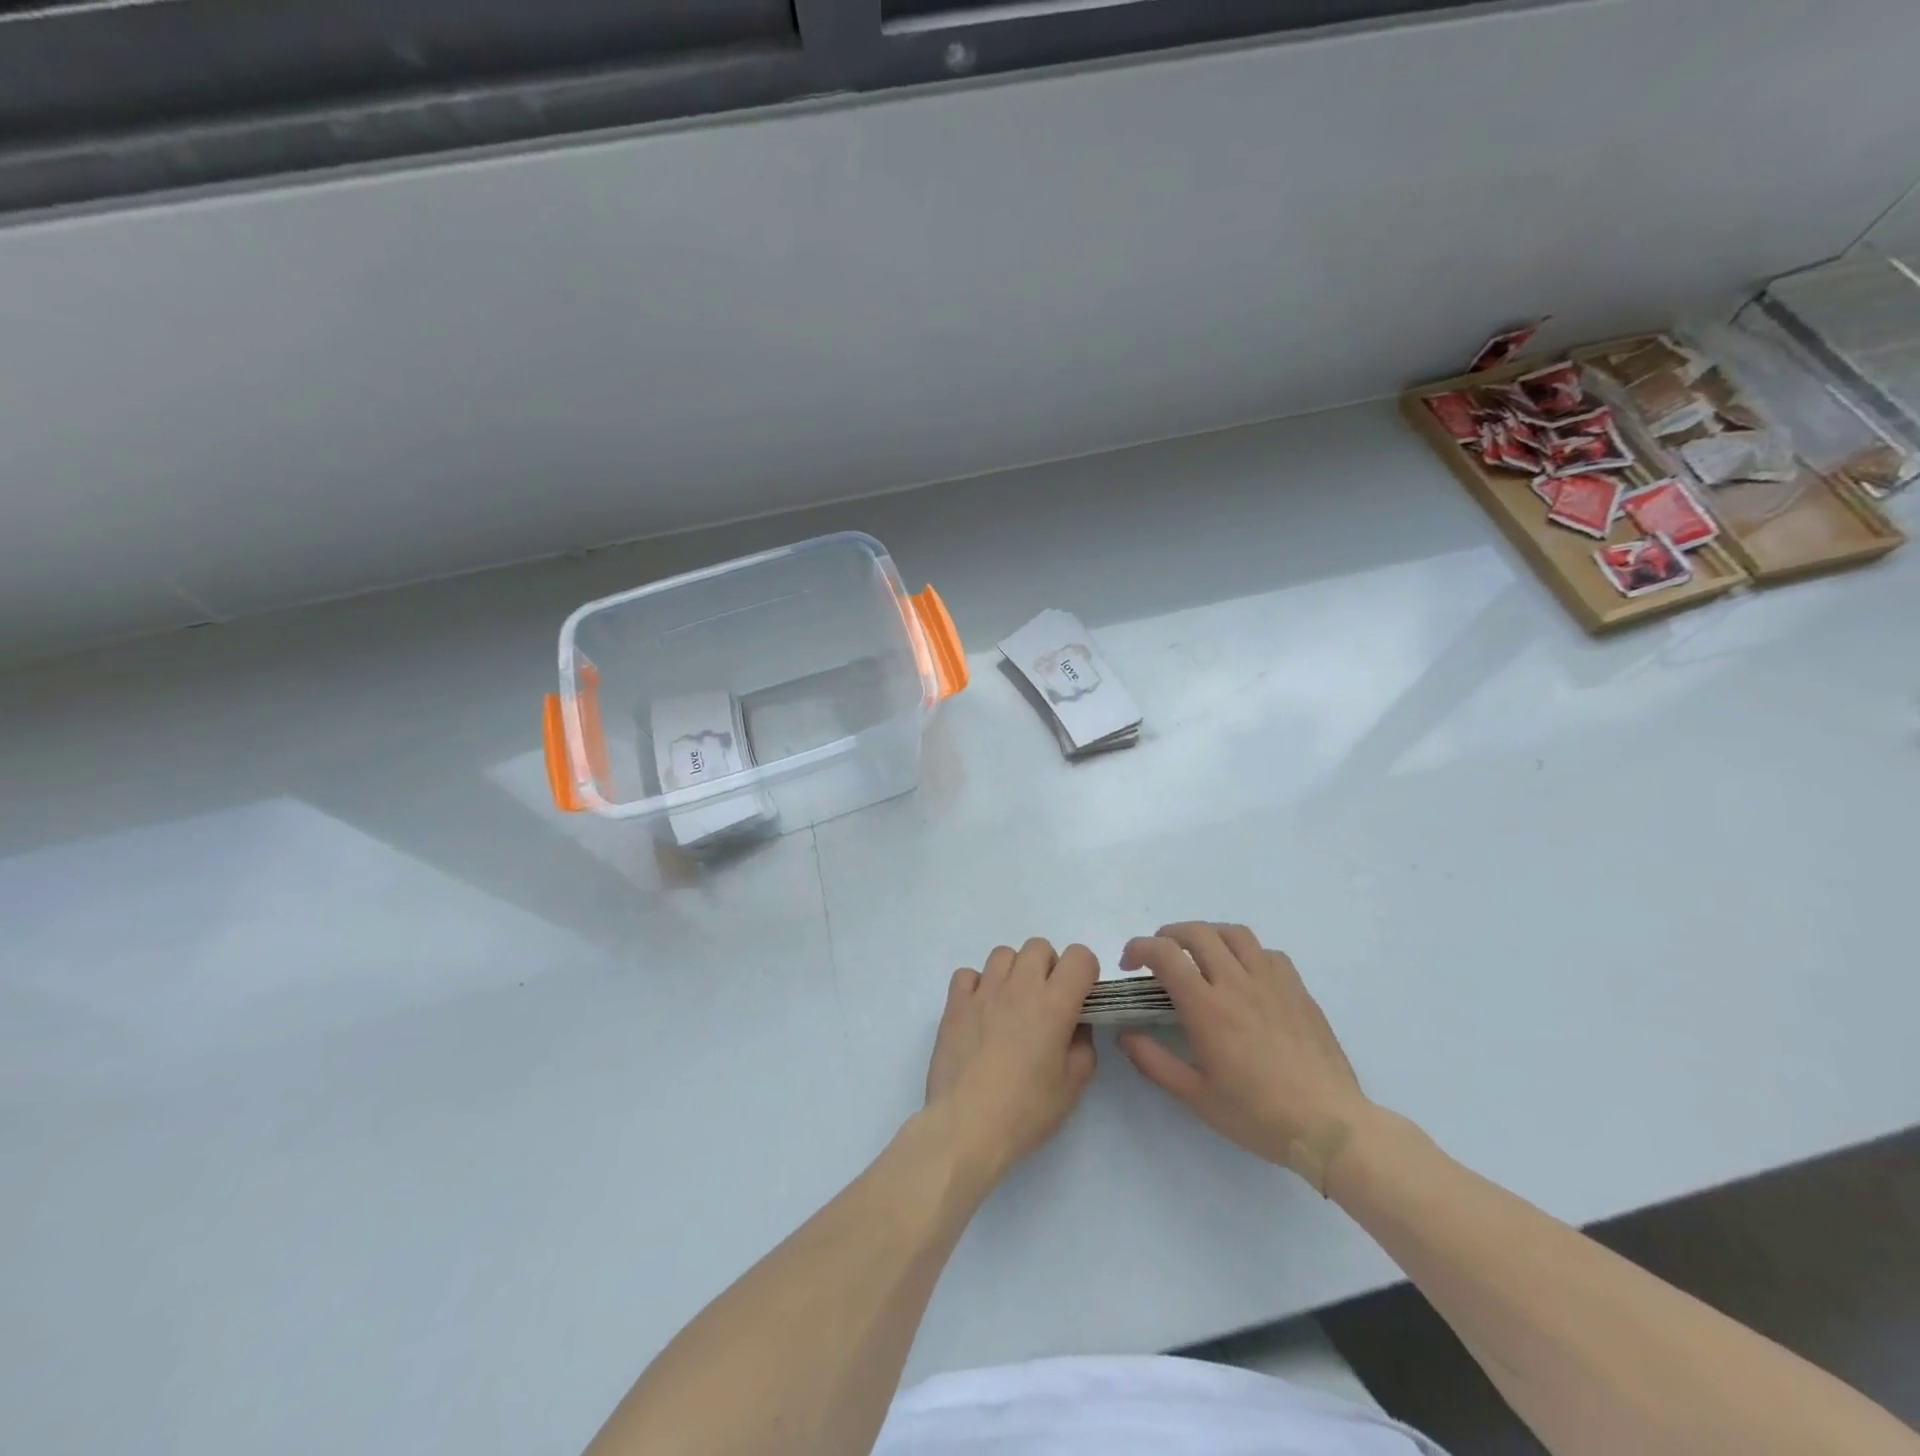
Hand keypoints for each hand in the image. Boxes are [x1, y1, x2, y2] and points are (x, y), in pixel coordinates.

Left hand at [924, 938, 1098, 1183]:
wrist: (966, 1126)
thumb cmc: (1025, 1111)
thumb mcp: (1072, 1086)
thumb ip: (1083, 1046)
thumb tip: (1075, 1026)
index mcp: (1054, 1004)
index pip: (1079, 956)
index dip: (1085, 972)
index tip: (1081, 997)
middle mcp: (1019, 986)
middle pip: (1039, 947)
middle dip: (1049, 967)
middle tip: (1046, 1003)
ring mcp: (983, 991)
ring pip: (1003, 954)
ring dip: (1013, 972)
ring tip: (1012, 1005)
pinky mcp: (954, 1003)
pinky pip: (968, 974)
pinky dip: (977, 986)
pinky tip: (980, 1012)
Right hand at [1117, 923, 1367, 1166]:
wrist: (1329, 1126)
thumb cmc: (1257, 1115)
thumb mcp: (1196, 1097)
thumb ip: (1154, 1061)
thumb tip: (1125, 1034)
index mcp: (1207, 1008)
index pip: (1165, 954)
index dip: (1139, 948)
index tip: (1130, 964)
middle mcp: (1237, 983)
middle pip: (1197, 932)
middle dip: (1168, 935)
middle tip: (1159, 956)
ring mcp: (1272, 981)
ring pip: (1234, 933)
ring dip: (1208, 935)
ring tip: (1199, 954)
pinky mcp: (1298, 989)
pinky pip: (1267, 952)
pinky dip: (1245, 952)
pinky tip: (1244, 975)